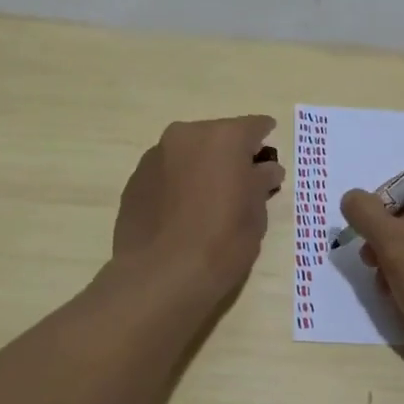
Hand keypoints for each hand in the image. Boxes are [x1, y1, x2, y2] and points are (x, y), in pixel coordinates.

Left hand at [114, 116, 285, 294]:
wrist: (160, 277)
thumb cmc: (222, 241)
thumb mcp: (256, 213)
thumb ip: (261, 181)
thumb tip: (265, 169)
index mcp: (223, 137)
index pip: (254, 126)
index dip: (265, 139)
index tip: (269, 155)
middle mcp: (186, 135)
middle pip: (217, 136)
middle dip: (230, 154)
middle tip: (241, 182)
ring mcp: (155, 156)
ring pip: (188, 153)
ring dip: (201, 167)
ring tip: (209, 200)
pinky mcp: (134, 181)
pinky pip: (166, 173)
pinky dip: (178, 183)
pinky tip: (183, 213)